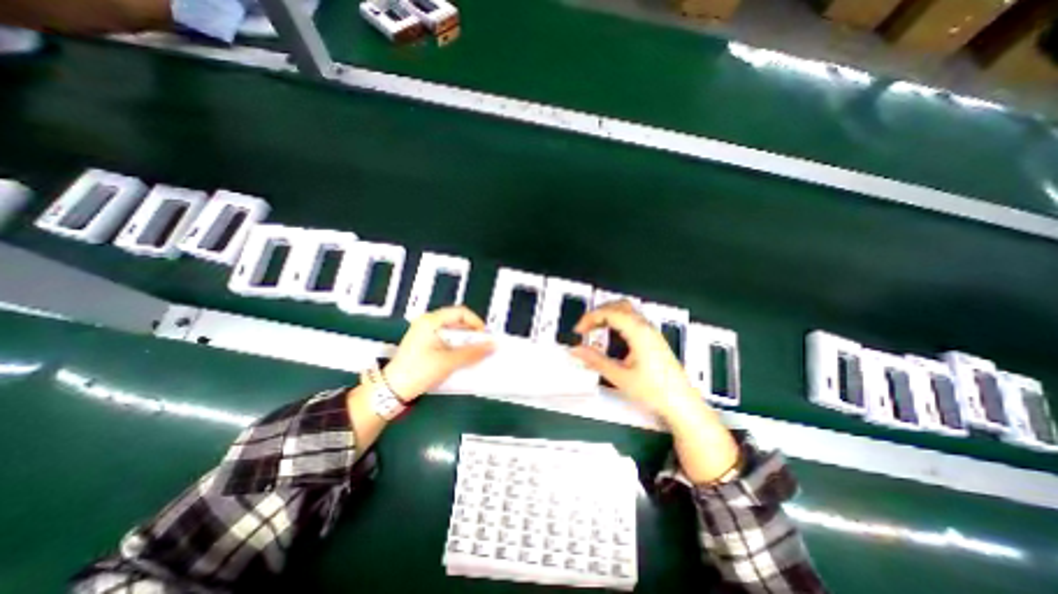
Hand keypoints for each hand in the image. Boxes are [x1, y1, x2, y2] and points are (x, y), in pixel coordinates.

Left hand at [381, 306, 495, 398]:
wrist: (392, 390)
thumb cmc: (418, 371)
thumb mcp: (448, 361)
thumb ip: (472, 353)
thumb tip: (492, 346)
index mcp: (431, 321)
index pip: (461, 312)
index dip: (476, 322)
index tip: (484, 336)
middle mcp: (428, 323)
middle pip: (457, 321)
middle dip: (471, 334)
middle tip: (481, 346)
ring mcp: (425, 333)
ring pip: (453, 332)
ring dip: (465, 342)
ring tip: (473, 353)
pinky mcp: (425, 343)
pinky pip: (446, 340)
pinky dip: (456, 347)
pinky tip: (461, 357)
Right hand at [571, 298, 700, 419]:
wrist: (681, 404)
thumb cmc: (657, 391)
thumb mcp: (620, 377)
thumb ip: (596, 361)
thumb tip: (577, 350)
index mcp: (639, 332)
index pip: (609, 312)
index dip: (589, 318)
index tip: (579, 330)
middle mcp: (646, 328)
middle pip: (618, 305)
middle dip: (598, 312)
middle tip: (585, 327)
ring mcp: (651, 332)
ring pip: (626, 311)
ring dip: (608, 315)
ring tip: (595, 330)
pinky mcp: (653, 339)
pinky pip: (632, 320)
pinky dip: (617, 322)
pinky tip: (611, 337)